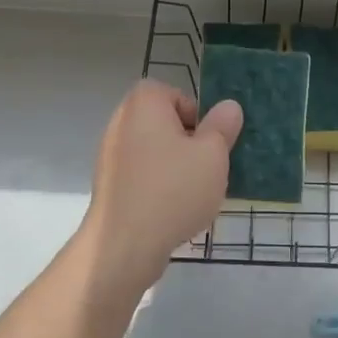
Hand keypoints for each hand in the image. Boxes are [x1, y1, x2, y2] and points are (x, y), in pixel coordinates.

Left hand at [80, 81, 240, 290]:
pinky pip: (142, 175)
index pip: (172, 93)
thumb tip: (228, 107)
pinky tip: (174, 210)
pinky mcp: (109, 186)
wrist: (126, 244)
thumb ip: (222, 127)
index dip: (195, 113)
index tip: (209, 141)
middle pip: (162, 122)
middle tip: (207, 165)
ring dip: (175, 165)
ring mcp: (110, 156)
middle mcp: (120, 123)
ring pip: (153, 150)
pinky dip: (159, 185)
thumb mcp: (213, 155)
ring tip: (194, 192)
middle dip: (188, 141)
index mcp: (143, 105)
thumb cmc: (174, 189)